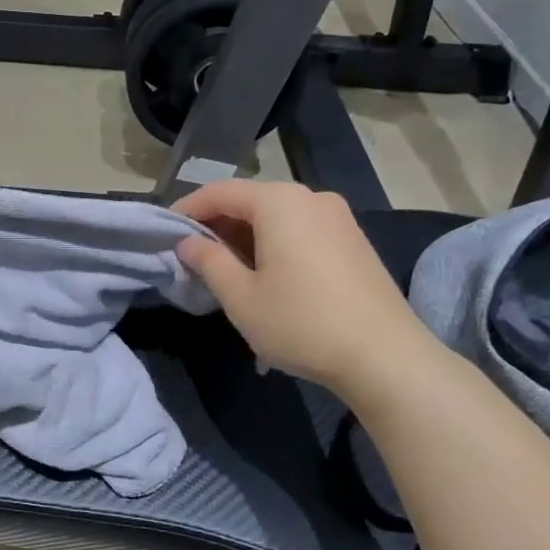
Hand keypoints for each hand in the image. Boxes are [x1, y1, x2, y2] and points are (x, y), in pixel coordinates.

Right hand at [174, 180, 440, 403]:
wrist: (386, 357)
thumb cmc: (302, 323)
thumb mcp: (241, 297)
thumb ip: (208, 262)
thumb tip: (187, 243)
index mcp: (279, 202)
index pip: (219, 193)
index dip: (186, 210)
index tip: (163, 233)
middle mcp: (310, 197)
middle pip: (250, 200)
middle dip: (216, 224)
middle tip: (191, 255)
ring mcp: (338, 217)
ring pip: (276, 215)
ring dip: (244, 235)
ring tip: (224, 268)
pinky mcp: (353, 239)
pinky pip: (300, 229)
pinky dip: (273, 242)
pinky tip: (265, 273)